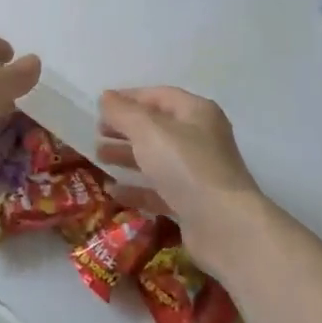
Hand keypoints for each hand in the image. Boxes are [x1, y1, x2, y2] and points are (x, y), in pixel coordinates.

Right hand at [96, 87, 271, 278]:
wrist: (225, 227)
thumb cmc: (186, 166)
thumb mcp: (148, 131)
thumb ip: (123, 112)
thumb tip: (105, 97)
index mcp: (196, 113)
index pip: (159, 96)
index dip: (129, 98)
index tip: (101, 106)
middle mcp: (200, 139)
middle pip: (157, 128)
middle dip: (125, 129)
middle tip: (96, 133)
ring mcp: (198, 173)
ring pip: (156, 159)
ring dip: (127, 156)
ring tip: (99, 158)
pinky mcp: (192, 204)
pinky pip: (159, 190)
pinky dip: (137, 188)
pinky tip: (113, 192)